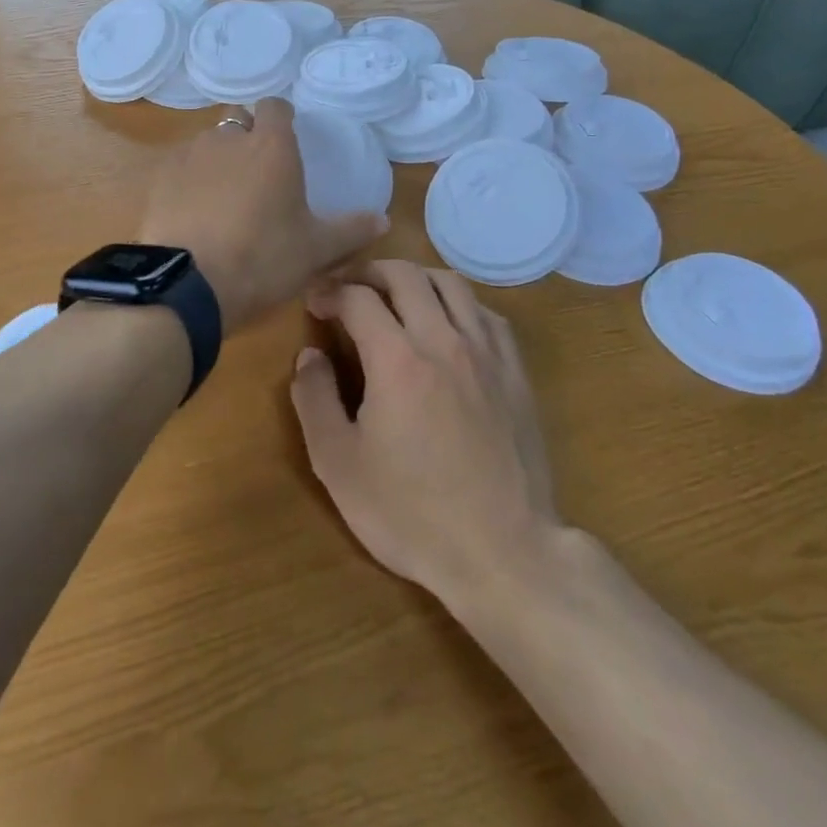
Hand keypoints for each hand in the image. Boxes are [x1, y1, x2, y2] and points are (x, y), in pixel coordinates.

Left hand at [139, 99, 386, 329]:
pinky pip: (180, 169)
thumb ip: (351, 230)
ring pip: (207, 144)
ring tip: (224, 196)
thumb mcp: (316, 250)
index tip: (287, 135)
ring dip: (217, 159)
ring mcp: (188, 156)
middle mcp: (228, 139)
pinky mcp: (160, 179)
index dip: (281, 117)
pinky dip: (189, 182)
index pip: (275, 107)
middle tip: (257, 171)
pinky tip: (194, 212)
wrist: (189, 284)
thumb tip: (383, 220)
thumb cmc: (263, 259)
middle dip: (247, 136)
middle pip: (237, 120)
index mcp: (271, 146)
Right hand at [293, 261, 559, 604]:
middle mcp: (444, 340)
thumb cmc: (411, 513)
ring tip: (395, 297)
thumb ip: (314, 399)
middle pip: (405, 275)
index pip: (358, 298)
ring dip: (415, 279)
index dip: (329, 292)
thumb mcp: (338, 464)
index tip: (314, 303)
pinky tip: (446, 325)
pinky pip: (486, 313)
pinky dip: (457, 303)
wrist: (504, 553)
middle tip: (348, 290)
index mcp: (396, 359)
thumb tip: (310, 355)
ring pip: (451, 284)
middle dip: (368, 272)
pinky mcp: (516, 373)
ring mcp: (487, 353)